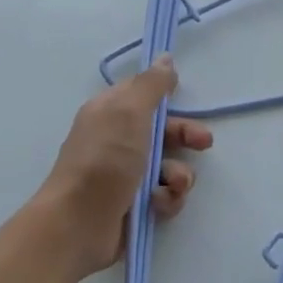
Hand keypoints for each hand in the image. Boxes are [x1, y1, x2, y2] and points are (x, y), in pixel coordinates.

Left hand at [35, 55, 213, 277]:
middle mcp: (116, 141)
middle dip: (186, 137)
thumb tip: (164, 58)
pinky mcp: (134, 205)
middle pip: (163, 131)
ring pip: (170, 166)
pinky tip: (158, 204)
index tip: (183, 95)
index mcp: (109, 113)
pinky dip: (166, 199)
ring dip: (179, 175)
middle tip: (203, 144)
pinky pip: (164, 195)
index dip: (165, 96)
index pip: (142, 95)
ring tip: (173, 185)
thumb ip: (151, 85)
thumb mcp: (129, 112)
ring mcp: (125, 175)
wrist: (78, 224)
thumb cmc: (104, 160)